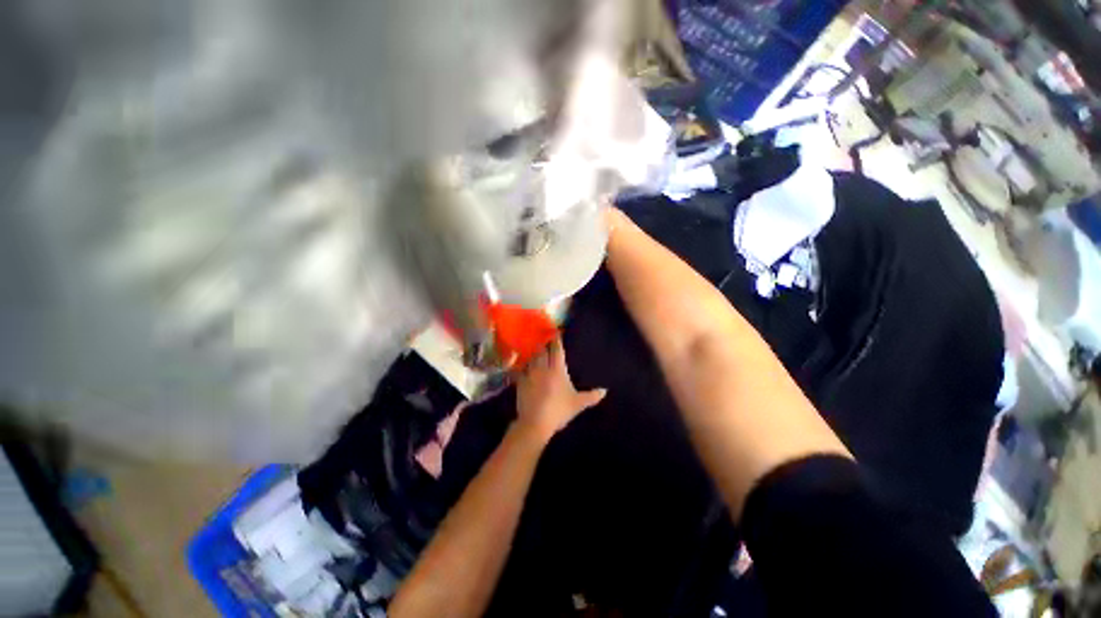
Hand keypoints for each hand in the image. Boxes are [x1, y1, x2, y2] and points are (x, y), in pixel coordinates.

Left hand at [515, 339, 606, 445]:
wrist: (535, 423)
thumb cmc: (558, 410)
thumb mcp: (578, 404)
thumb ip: (591, 396)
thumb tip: (605, 391)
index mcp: (557, 369)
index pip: (557, 348)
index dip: (557, 339)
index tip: (557, 331)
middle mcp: (542, 367)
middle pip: (542, 349)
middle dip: (544, 343)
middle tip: (546, 339)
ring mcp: (529, 373)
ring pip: (531, 357)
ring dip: (534, 353)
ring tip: (536, 350)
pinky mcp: (520, 382)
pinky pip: (521, 368)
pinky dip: (523, 365)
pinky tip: (523, 365)